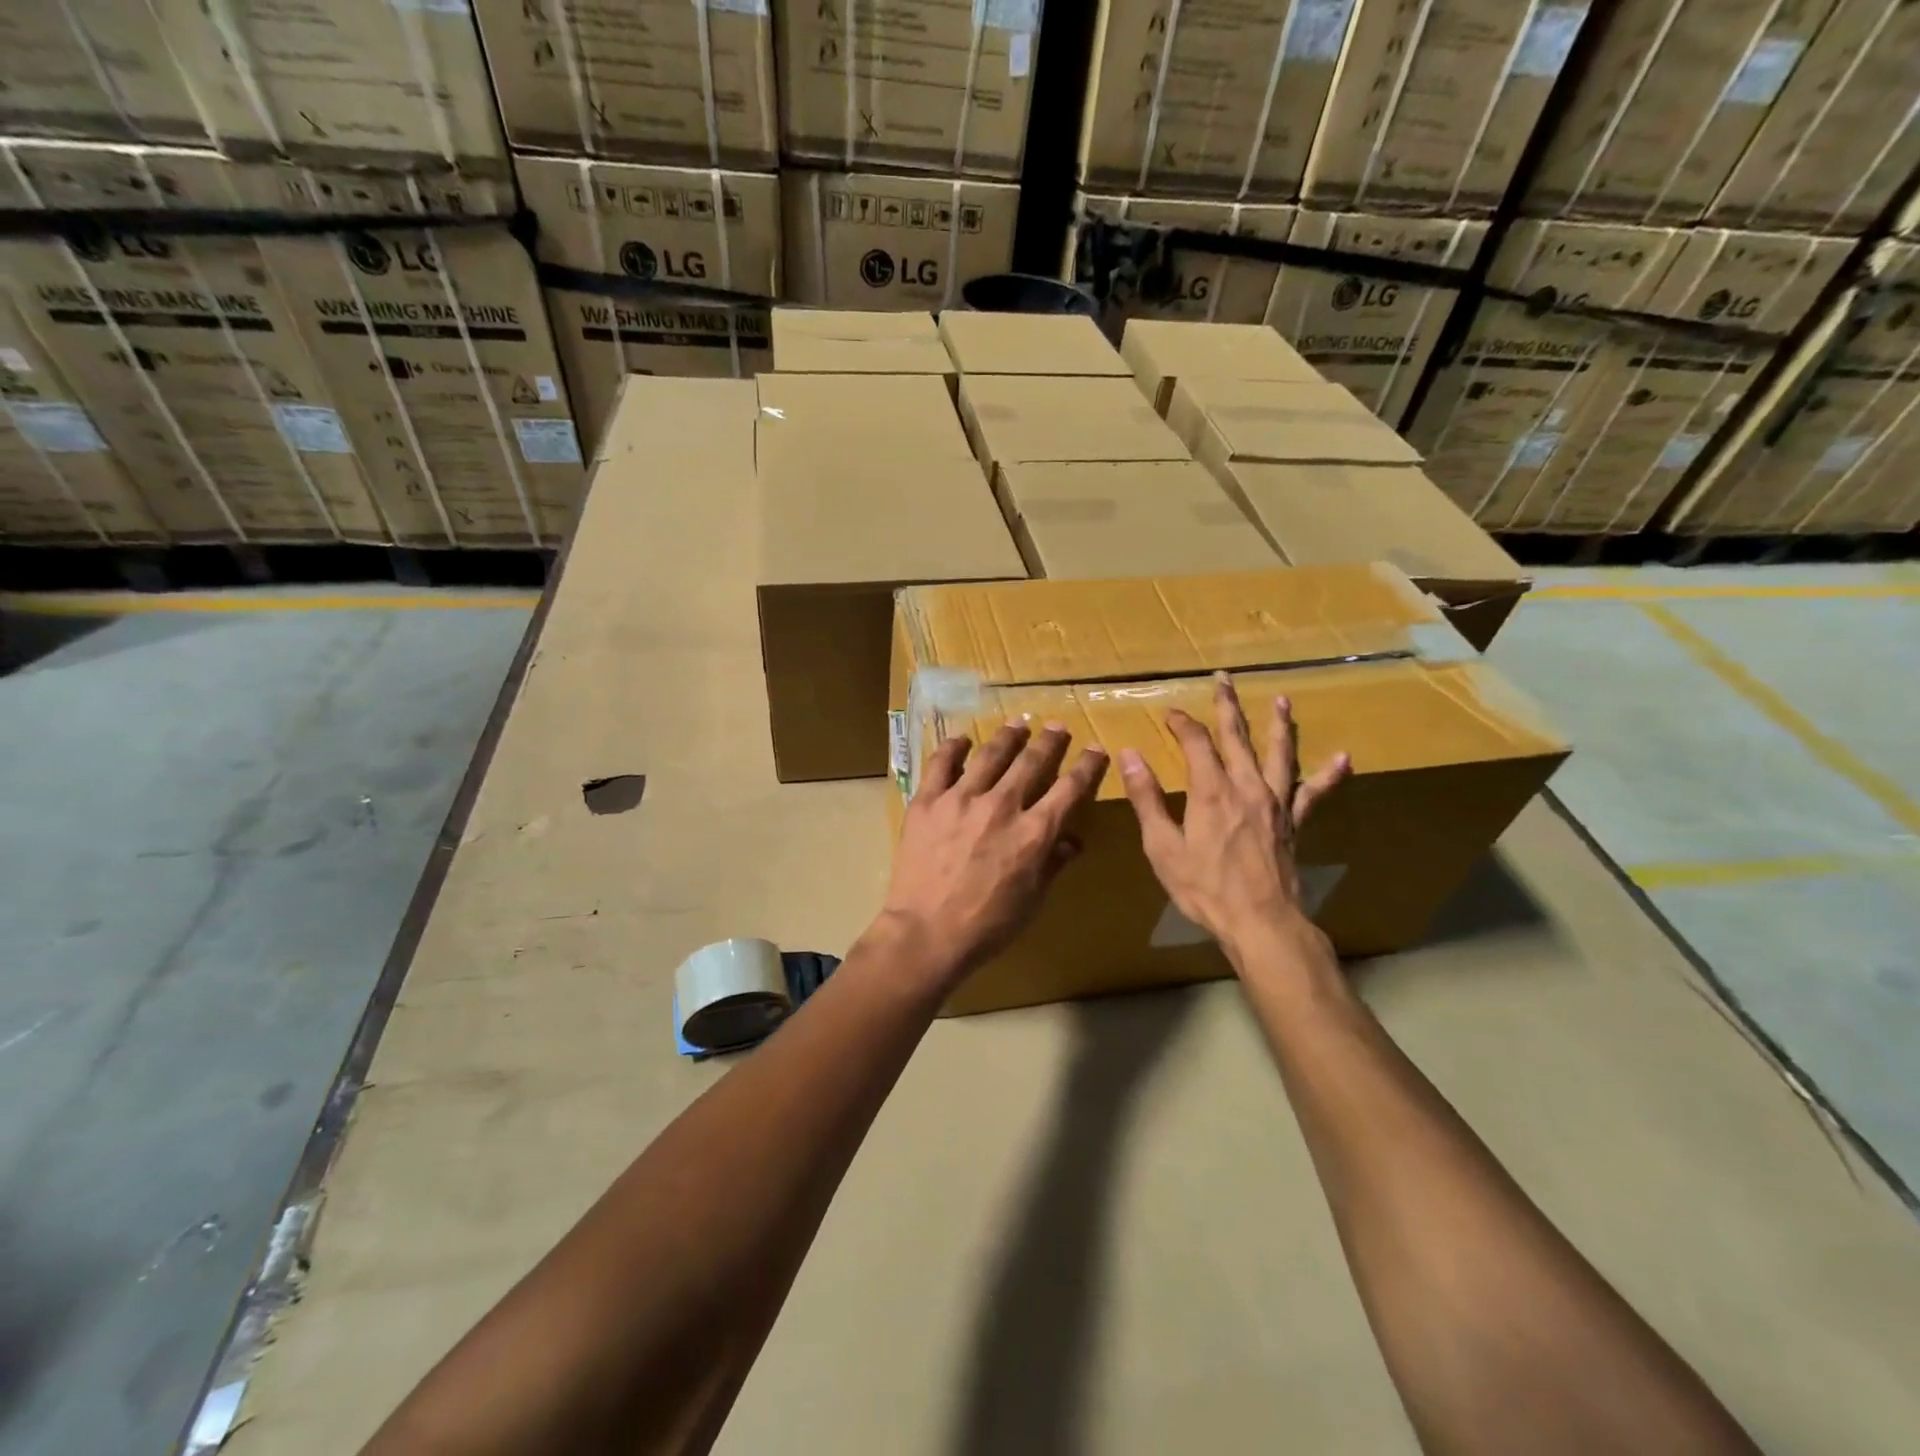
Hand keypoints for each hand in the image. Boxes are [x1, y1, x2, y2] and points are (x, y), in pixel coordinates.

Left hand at [878, 721, 1107, 987]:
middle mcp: (1002, 806)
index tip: (1096, 750)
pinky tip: (962, 739)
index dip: (1087, 766)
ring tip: (1018, 724)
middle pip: (1032, 761)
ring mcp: (962, 799)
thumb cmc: (986, 926)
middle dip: (1050, 741)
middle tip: (1058, 727)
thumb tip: (1072, 840)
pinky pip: (941, 763)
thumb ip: (1052, 864)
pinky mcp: (928, 801)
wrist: (926, 933)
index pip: (1070, 788)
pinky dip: (953, 747)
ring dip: (1008, 736)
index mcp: (1034, 832)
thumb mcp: (1032, 900)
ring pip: (991, 754)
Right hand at [1118, 673, 1349, 956]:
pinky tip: (1343, 759)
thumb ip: (1147, 799)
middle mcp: (1247, 786)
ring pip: (1279, 753)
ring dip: (1279, 725)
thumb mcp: (1162, 847)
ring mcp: (1276, 802)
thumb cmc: (1205, 888)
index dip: (1182, 723)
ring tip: (1282, 700)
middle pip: (1237, 736)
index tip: (1170, 713)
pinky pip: (1314, 793)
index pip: (1196, 742)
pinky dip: (1328, 775)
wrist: (1261, 922)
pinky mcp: (1294, 822)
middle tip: (1224, 679)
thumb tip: (1130, 756)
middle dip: (1227, 706)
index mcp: (1212, 790)